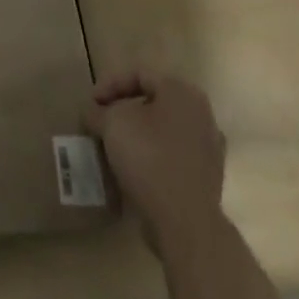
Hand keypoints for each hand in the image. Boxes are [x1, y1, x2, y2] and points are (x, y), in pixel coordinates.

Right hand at [86, 71, 226, 249]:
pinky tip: (131, 171)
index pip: (139, 74)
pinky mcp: (206, 179)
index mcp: (182, 92)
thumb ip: (97, 111)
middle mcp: (201, 115)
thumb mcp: (112, 123)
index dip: (109, 84)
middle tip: (99, 122)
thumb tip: (91, 112)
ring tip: (111, 147)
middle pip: (152, 103)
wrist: (185, 224)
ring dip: (135, 135)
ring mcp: (208, 149)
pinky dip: (150, 158)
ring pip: (162, 131)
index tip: (90, 103)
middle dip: (122, 111)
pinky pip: (171, 157)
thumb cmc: (149, 158)